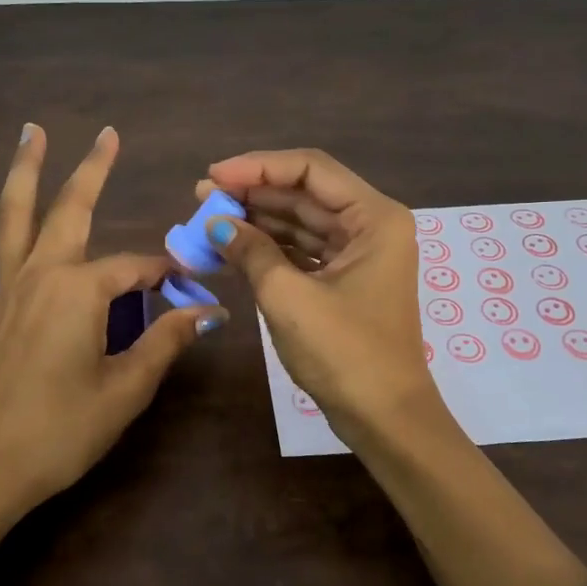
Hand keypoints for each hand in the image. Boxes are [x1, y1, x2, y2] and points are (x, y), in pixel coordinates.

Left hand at [0, 125, 222, 585]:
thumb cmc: (63, 431)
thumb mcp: (126, 388)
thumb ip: (166, 342)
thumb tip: (208, 311)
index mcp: (81, 291)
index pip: (135, 269)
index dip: (166, 274)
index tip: (192, 284)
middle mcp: (41, 276)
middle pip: (71, 211)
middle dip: (92, 171)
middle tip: (109, 134)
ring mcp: (3, 293)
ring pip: (11, 221)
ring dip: (23, 175)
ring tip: (31, 133)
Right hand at [198, 148, 438, 445]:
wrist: (384, 418)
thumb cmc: (344, 353)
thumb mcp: (289, 297)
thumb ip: (251, 251)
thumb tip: (215, 223)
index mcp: (374, 217)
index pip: (310, 169)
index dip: (258, 167)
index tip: (213, 176)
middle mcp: (371, 226)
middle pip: (305, 193)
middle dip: (253, 193)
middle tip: (202, 197)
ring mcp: (359, 254)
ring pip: (301, 222)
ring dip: (257, 220)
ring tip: (208, 218)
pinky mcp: (344, 279)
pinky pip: (302, 250)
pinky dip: (269, 247)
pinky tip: (232, 246)